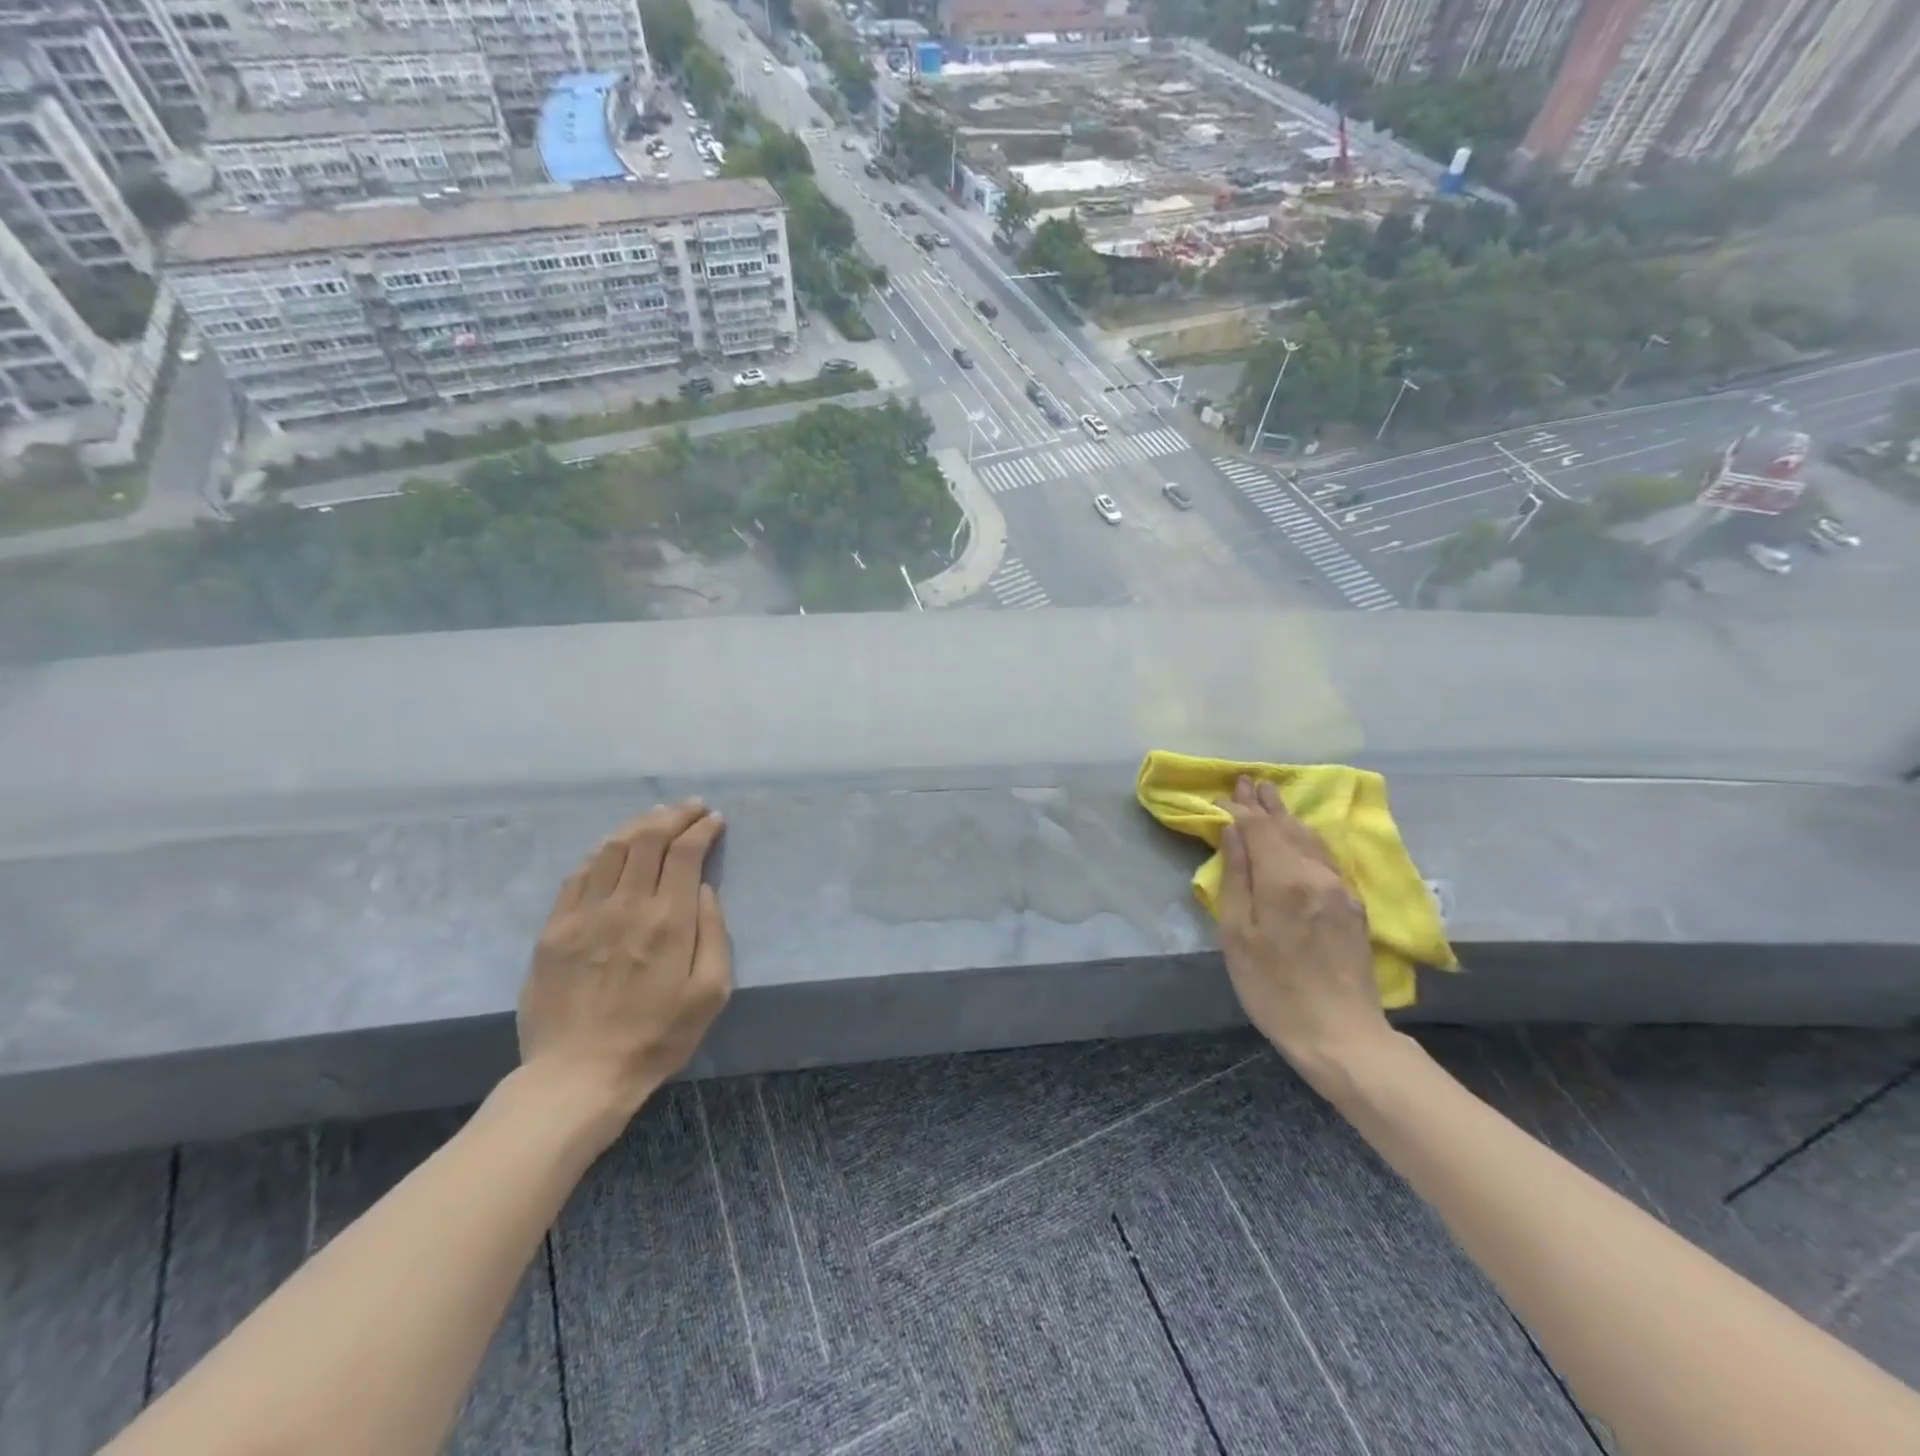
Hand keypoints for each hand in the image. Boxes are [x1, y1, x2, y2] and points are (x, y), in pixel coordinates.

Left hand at [517, 801, 731, 1136]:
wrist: (578, 1076)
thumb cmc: (657, 1037)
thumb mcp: (711, 993)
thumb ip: (714, 933)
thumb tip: (704, 890)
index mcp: (668, 920)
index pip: (685, 852)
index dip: (702, 828)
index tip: (715, 820)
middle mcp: (626, 905)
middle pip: (648, 839)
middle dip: (674, 815)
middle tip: (691, 807)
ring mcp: (584, 914)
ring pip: (611, 848)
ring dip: (638, 825)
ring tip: (656, 817)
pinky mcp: (554, 929)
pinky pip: (578, 874)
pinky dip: (601, 852)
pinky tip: (613, 849)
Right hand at [1217, 777, 1392, 1086]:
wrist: (1341, 1034)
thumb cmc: (1273, 987)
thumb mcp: (1237, 934)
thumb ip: (1236, 877)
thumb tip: (1231, 832)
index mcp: (1284, 879)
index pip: (1259, 828)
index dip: (1239, 809)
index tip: (1224, 793)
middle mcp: (1317, 874)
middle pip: (1288, 827)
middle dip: (1266, 803)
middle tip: (1249, 780)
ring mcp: (1340, 888)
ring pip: (1311, 839)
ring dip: (1288, 816)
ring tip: (1272, 797)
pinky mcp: (1353, 905)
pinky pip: (1325, 857)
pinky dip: (1306, 838)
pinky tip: (1301, 835)